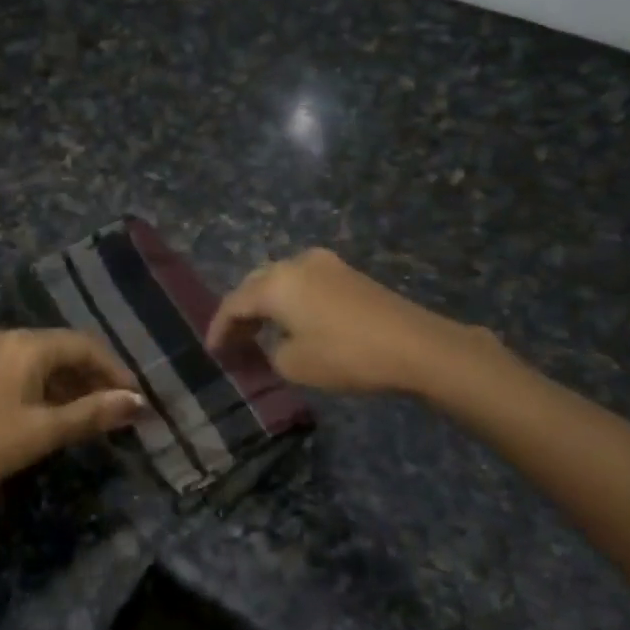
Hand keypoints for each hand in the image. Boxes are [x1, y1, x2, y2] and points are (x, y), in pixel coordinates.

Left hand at [0, 329, 145, 501]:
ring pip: (45, 360)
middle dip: (95, 377)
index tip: (136, 398)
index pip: (85, 345)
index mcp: (27, 344)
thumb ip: (93, 413)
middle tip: (118, 408)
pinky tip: (57, 412)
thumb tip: (137, 402)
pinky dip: (48, 386)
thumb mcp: (45, 432)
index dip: (115, 370)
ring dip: (72, 384)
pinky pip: (25, 368)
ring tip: (93, 414)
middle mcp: (9, 337)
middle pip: (65, 349)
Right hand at [208, 248, 502, 394]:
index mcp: (277, 284)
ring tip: (260, 333)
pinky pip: (304, 283)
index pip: (234, 303)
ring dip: (266, 305)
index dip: (219, 328)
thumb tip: (276, 344)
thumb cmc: (347, 356)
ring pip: (281, 280)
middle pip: (255, 284)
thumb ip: (272, 352)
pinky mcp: (347, 273)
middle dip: (242, 312)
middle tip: (234, 341)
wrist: (416, 346)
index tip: (213, 351)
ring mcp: (325, 264)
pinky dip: (290, 301)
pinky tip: (293, 322)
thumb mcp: (296, 365)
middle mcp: (296, 264)